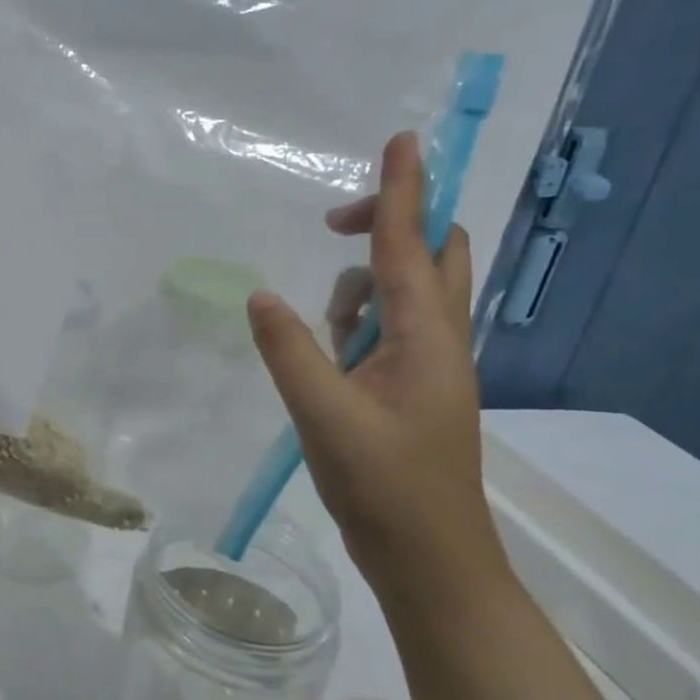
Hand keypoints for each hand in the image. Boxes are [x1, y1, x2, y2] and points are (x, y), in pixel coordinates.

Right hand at [246, 132, 508, 597]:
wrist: (430, 560)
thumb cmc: (383, 486)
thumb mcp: (322, 415)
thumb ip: (289, 350)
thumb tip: (259, 295)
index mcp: (426, 337)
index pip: (411, 245)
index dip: (403, 190)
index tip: (403, 140)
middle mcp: (440, 340)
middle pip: (435, 254)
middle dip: (393, 223)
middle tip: (336, 225)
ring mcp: (431, 364)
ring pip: (411, 292)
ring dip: (367, 283)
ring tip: (326, 322)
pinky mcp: (416, 386)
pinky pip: (393, 326)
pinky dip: (361, 319)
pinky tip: (331, 350)